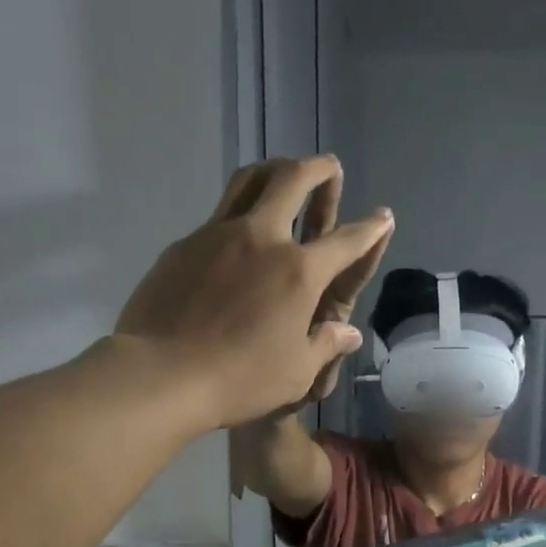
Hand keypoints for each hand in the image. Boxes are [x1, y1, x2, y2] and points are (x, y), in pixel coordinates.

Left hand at [114, 156, 393, 427]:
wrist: (162, 374)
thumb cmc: (241, 380)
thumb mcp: (297, 373)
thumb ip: (326, 345)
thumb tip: (350, 332)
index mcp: (299, 272)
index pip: (346, 241)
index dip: (370, 228)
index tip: (382, 216)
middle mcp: (262, 239)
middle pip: (293, 180)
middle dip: (318, 168)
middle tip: (329, 166)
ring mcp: (218, 235)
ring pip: (249, 181)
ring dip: (274, 169)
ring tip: (283, 172)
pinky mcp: (185, 244)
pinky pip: (219, 214)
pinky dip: (239, 210)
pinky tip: (238, 233)